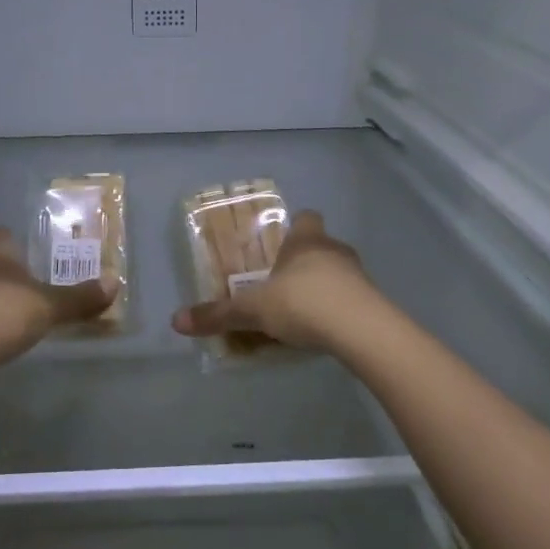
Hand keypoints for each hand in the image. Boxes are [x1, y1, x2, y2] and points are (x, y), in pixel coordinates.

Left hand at [0, 228, 120, 368]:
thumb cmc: (5, 314)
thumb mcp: (50, 306)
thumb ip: (80, 297)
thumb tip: (114, 283)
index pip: (3, 234)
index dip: (19, 241)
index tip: (37, 253)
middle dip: (12, 270)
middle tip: (37, 282)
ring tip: (22, 310)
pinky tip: (2, 332)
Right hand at [170, 210, 379, 352]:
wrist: (361, 330)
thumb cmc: (302, 303)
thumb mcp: (254, 310)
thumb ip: (219, 314)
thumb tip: (176, 321)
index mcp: (306, 241)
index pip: (306, 218)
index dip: (295, 228)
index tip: (281, 245)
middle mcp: (334, 250)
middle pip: (321, 246)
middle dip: (304, 261)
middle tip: (283, 282)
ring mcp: (358, 275)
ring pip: (338, 272)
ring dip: (323, 285)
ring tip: (303, 310)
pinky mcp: (373, 302)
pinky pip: (351, 299)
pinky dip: (338, 309)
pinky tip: (324, 329)